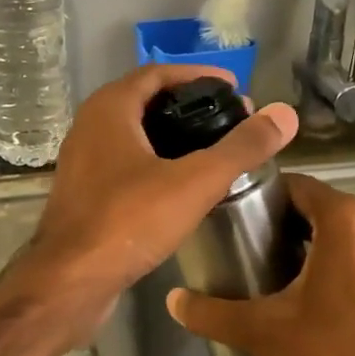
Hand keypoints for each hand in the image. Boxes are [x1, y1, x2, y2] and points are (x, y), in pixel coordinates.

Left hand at [20, 65, 297, 330]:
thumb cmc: (128, 221)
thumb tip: (285, 115)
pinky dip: (155, 162)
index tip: (233, 88)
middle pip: (145, 101)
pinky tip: (181, 185)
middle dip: (188, 105)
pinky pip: (124, 163)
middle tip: (229, 120)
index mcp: (109, 109)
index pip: (157, 73)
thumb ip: (241, 148)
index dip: (197, 75)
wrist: (69, 282)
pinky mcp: (84, 193)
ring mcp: (82, 161)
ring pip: (134, 134)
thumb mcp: (195, 182)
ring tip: (212, 150)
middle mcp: (90, 126)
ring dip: (171, 135)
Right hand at [164, 173, 354, 355]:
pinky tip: (322, 298)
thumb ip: (212, 312)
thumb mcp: (263, 332)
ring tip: (282, 273)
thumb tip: (173, 300)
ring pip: (349, 234)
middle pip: (322, 208)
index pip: (296, 186)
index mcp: (347, 219)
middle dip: (288, 224)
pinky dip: (346, 266)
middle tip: (252, 249)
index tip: (238, 219)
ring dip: (318, 245)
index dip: (264, 198)